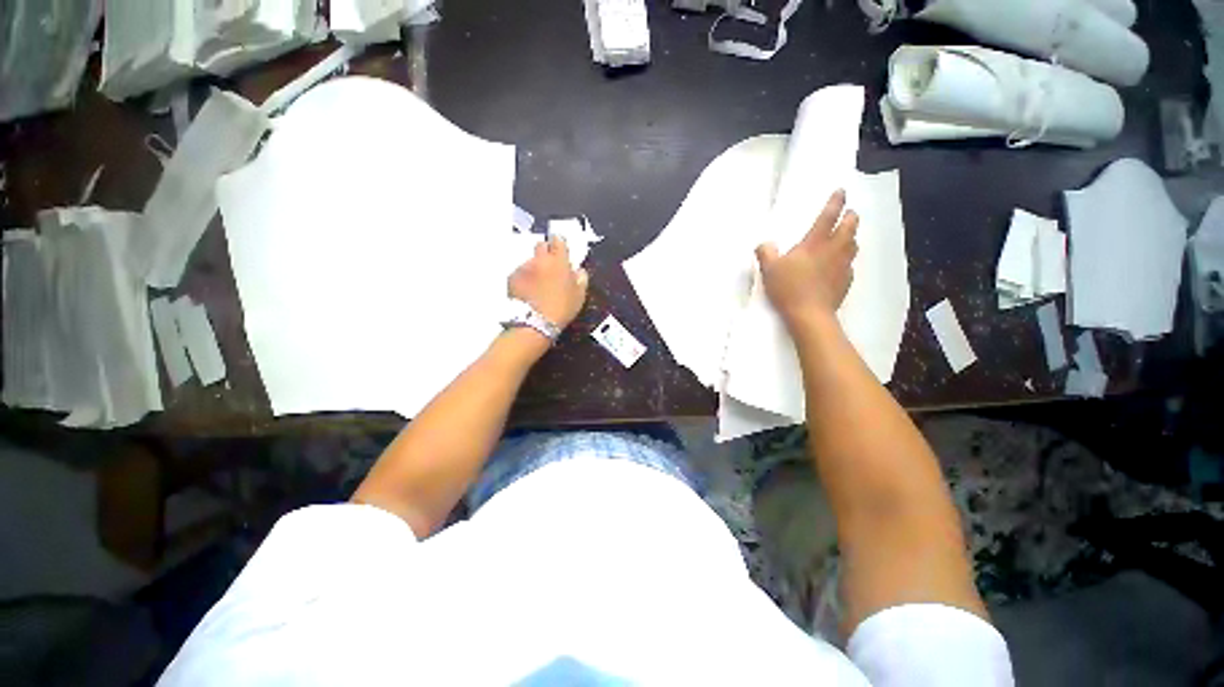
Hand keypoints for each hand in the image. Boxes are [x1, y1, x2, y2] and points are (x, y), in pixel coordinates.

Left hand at [509, 236, 589, 328]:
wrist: (535, 322)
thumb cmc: (562, 308)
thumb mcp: (579, 295)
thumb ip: (580, 278)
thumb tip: (578, 270)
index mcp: (559, 261)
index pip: (558, 240)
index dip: (559, 243)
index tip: (560, 250)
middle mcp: (540, 259)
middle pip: (540, 245)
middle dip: (545, 252)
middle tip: (550, 267)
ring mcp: (524, 267)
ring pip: (529, 261)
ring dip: (534, 267)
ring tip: (537, 284)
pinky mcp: (511, 277)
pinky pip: (519, 273)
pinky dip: (524, 278)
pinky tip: (527, 291)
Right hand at [756, 189, 858, 329]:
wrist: (809, 314)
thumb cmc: (788, 288)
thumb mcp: (769, 270)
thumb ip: (765, 253)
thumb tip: (764, 244)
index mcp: (815, 243)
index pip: (828, 217)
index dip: (835, 202)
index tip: (841, 191)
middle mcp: (833, 250)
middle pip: (849, 228)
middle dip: (850, 218)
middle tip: (849, 214)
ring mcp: (842, 266)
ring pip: (853, 245)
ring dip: (851, 237)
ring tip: (847, 236)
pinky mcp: (845, 282)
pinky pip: (850, 265)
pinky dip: (847, 259)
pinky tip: (841, 265)